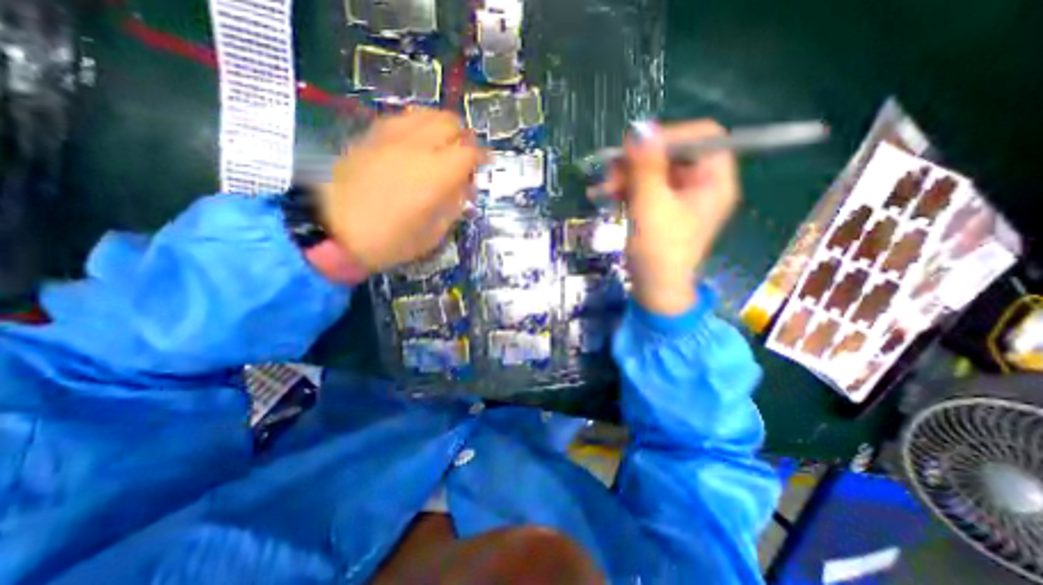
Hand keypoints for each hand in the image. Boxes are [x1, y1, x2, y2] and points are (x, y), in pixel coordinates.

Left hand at [316, 108, 487, 274]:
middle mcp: (416, 147)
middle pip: (450, 122)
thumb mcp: (433, 234)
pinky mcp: (371, 135)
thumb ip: (454, 206)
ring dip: (441, 127)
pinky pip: (403, 118)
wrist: (332, 231)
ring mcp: (390, 137)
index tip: (485, 165)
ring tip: (442, 147)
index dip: (482, 157)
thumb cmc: (389, 241)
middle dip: (464, 137)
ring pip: (426, 114)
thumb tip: (465, 187)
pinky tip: (416, 144)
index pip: (469, 151)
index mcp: (435, 175)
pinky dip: (418, 126)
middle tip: (464, 157)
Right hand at [595, 118, 740, 316]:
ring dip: (627, 175)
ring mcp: (681, 196)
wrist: (653, 289)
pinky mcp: (663, 206)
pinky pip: (646, 185)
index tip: (636, 150)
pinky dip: (626, 187)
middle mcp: (701, 183)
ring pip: (654, 168)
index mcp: (714, 180)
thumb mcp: (651, 206)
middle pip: (673, 152)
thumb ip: (646, 166)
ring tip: (604, 189)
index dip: (670, 136)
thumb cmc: (658, 251)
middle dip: (638, 161)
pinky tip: (607, 195)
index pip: (702, 136)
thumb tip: (640, 127)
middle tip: (610, 174)